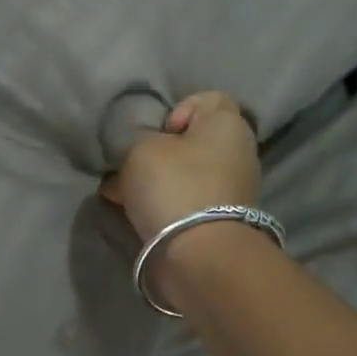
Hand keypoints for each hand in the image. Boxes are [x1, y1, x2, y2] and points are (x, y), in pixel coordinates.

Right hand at [101, 91, 260, 244]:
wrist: (198, 255)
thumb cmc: (174, 186)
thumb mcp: (141, 148)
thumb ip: (137, 140)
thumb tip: (140, 152)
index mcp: (228, 126)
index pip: (208, 99)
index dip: (177, 109)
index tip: (156, 132)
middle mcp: (236, 154)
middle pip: (190, 142)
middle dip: (157, 152)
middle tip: (130, 164)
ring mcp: (229, 191)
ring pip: (182, 174)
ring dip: (153, 181)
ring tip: (120, 192)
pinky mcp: (215, 222)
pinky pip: (181, 202)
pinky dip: (159, 205)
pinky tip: (130, 212)